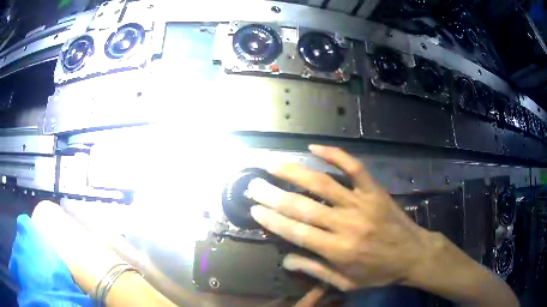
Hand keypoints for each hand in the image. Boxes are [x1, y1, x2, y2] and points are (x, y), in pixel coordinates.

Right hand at [246, 145, 434, 290]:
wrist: (413, 255)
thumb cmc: (379, 272)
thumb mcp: (347, 283)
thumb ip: (316, 270)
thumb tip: (286, 259)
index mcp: (338, 251)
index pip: (297, 232)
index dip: (273, 220)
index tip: (254, 210)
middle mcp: (347, 225)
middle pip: (304, 207)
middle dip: (274, 195)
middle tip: (254, 185)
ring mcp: (362, 203)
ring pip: (323, 184)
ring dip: (295, 173)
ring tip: (273, 164)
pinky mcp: (374, 190)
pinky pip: (354, 168)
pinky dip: (335, 155)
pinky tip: (315, 148)